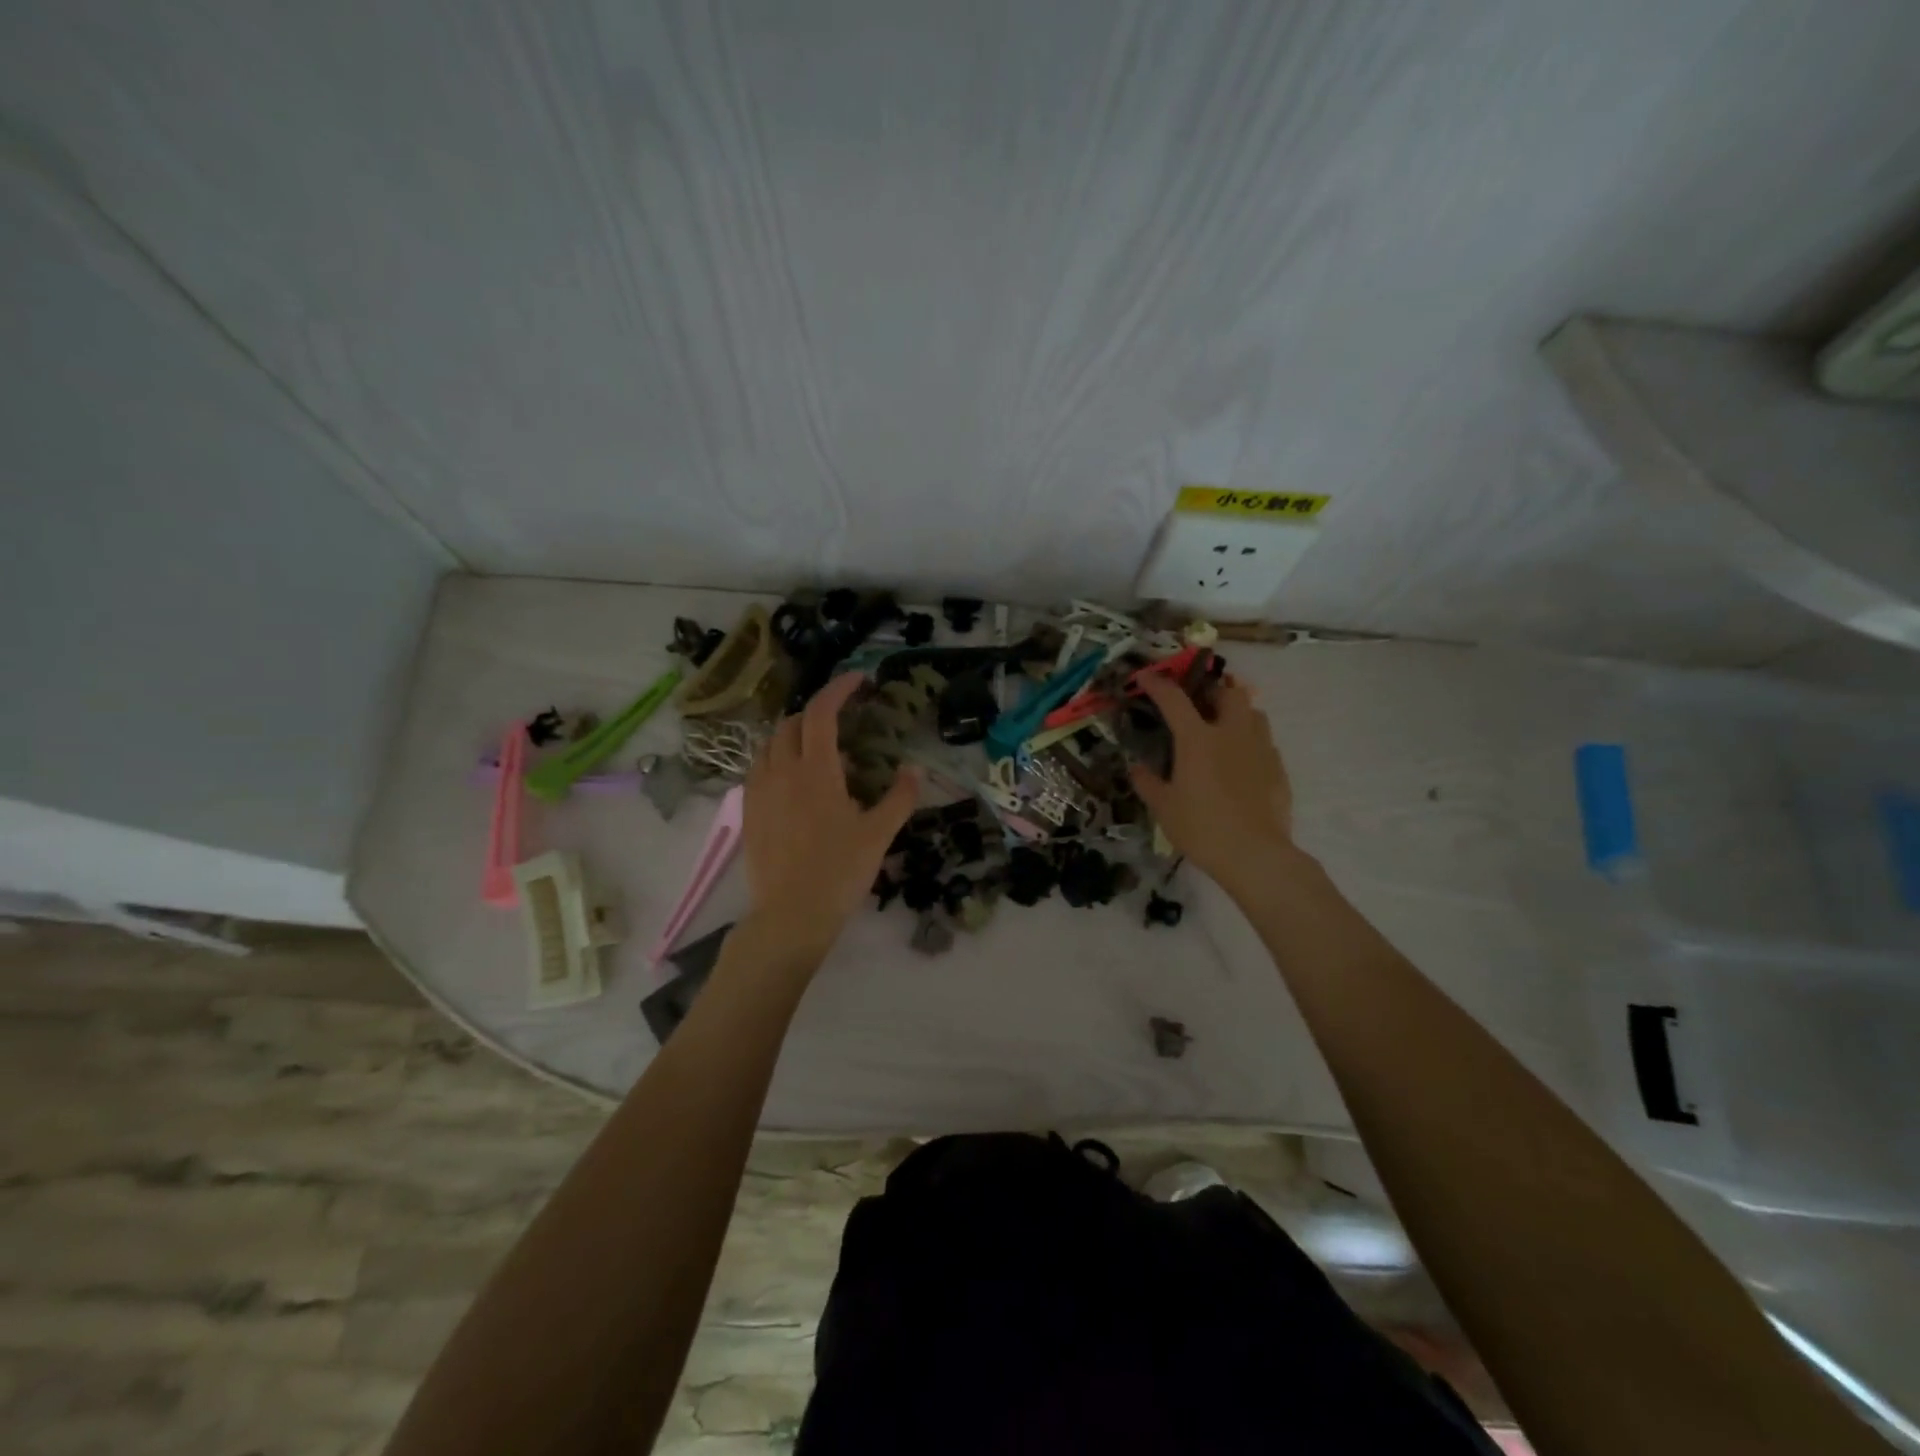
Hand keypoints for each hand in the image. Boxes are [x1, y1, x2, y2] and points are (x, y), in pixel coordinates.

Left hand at [741, 673, 918, 955]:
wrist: (790, 916)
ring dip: (793, 735)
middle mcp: (781, 772)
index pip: (821, 713)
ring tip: (816, 751)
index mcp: (815, 771)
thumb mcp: (878, 834)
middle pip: (792, 723)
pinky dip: (776, 760)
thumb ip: (900, 797)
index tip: (858, 680)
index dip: (839, 689)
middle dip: (817, 713)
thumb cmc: (839, 872)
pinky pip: (758, 769)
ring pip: (770, 745)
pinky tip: (792, 782)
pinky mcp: (748, 812)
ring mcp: (759, 791)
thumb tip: (915, 769)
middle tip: (842, 723)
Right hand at [1128, 673, 1295, 891]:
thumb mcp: (1163, 808)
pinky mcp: (1278, 768)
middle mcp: (1231, 733)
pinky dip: (1251, 743)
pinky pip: (1265, 742)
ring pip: (1253, 712)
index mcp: (1197, 739)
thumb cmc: (1201, 827)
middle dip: (1213, 690)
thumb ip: (1147, 782)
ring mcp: (1260, 748)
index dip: (1157, 683)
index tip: (1144, 676)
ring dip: (1237, 712)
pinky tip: (1241, 764)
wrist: (1255, 854)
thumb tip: (1136, 768)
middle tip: (1199, 704)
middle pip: (1229, 692)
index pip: (1173, 699)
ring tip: (1223, 729)